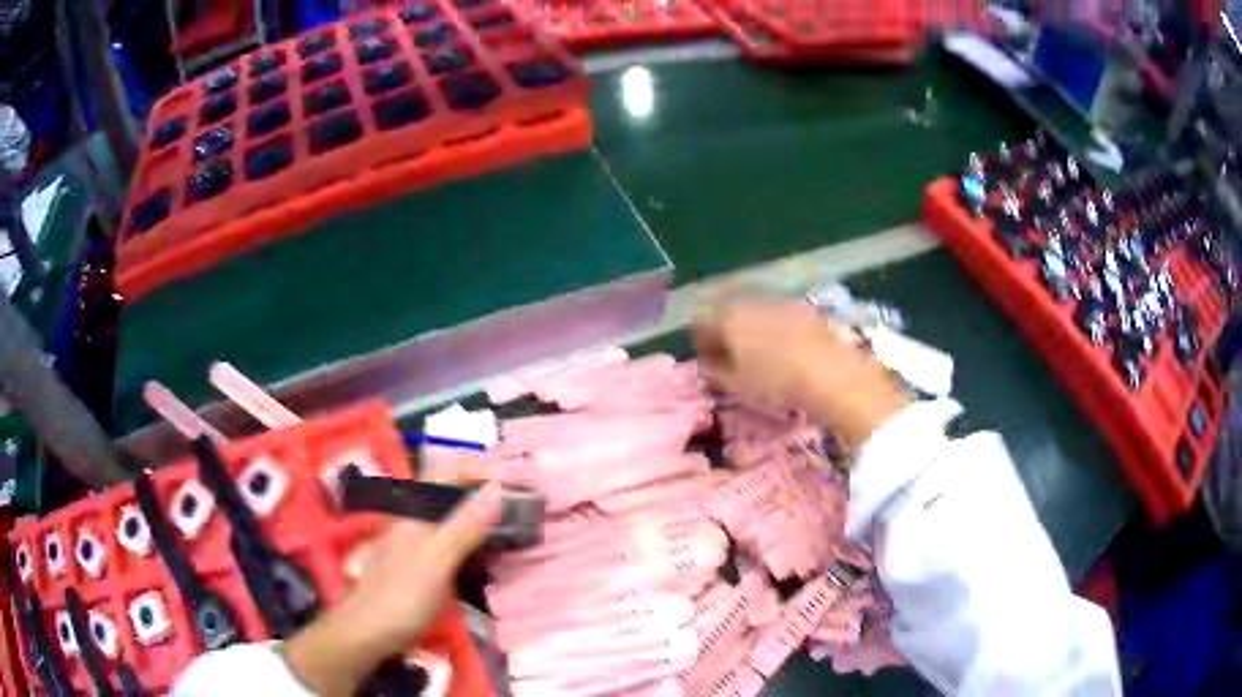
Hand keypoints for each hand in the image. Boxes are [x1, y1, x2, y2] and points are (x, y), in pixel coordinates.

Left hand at [280, 474, 501, 695]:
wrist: (370, 631)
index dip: (476, 471)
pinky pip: (452, 547)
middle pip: (451, 497)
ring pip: (453, 522)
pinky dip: (473, 547)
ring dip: (480, 522)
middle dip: (483, 496)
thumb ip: (466, 525)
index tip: (510, 482)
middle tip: (520, 509)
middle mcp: (415, 521)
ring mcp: (417, 545)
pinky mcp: (422, 568)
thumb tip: (496, 489)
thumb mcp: (438, 558)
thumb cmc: (402, 594)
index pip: (446, 474)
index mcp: (415, 511)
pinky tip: (488, 560)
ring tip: (512, 531)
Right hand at [695, 301, 911, 449]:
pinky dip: (772, 328)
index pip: (700, 321)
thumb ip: (714, 372)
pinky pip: (776, 313)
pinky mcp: (802, 307)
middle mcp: (750, 300)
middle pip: (726, 311)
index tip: (708, 363)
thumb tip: (706, 365)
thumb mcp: (738, 386)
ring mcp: (779, 300)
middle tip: (731, 358)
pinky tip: (783, 349)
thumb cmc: (778, 383)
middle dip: (724, 332)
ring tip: (758, 355)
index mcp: (728, 317)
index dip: (700, 343)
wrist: (833, 374)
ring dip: (749, 328)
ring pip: (752, 311)